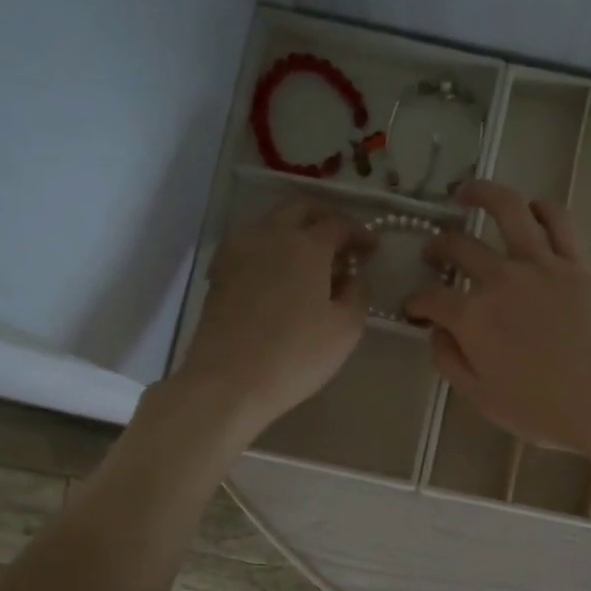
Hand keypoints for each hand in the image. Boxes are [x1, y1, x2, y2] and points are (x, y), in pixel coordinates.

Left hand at [175, 200, 373, 438]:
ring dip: (294, 233)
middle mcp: (269, 235)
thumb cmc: (296, 355)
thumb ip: (357, 294)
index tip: (372, 248)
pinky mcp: (219, 273)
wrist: (229, 381)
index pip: (337, 224)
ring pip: (270, 225)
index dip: (358, 233)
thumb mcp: (346, 329)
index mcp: (306, 245)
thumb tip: (352, 277)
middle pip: (298, 210)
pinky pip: (250, 247)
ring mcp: (238, 251)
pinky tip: (278, 277)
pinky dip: (270, 251)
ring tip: (309, 262)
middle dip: (323, 218)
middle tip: (340, 240)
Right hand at [406, 180, 590, 456]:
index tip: (413, 309)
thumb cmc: (544, 410)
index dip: (415, 302)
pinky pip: (559, 221)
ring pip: (508, 211)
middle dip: (438, 247)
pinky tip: (531, 206)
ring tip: (467, 193)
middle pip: (460, 247)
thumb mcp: (483, 399)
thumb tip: (437, 332)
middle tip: (433, 252)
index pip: (430, 298)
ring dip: (482, 194)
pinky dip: (541, 207)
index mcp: (473, 318)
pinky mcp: (578, 263)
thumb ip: (451, 362)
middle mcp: (502, 280)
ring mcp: (542, 265)